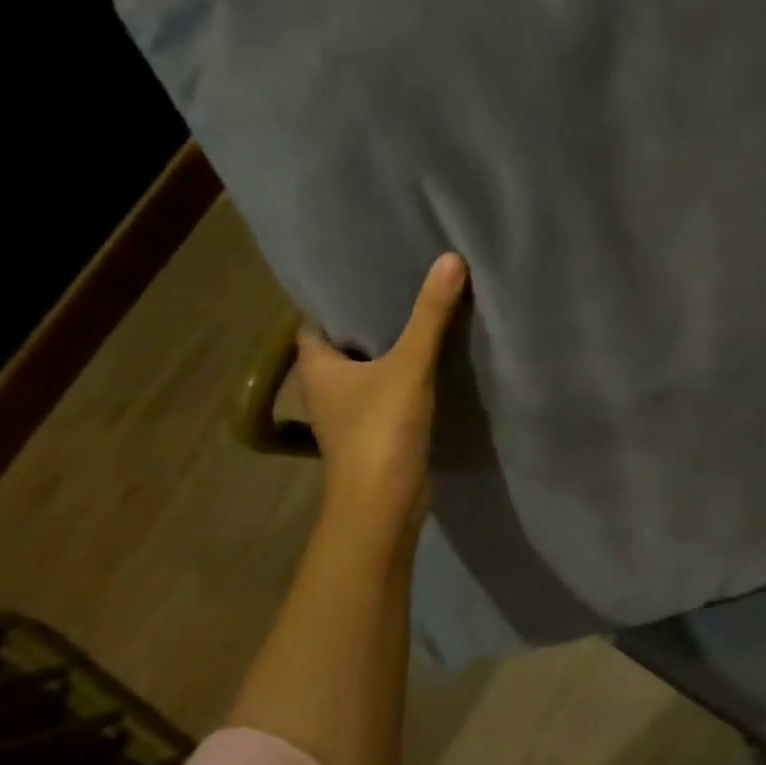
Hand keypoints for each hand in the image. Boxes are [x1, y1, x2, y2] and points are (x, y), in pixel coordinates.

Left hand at [296, 252, 467, 540]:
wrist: (383, 505)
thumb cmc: (381, 430)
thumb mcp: (409, 365)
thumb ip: (430, 315)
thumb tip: (450, 259)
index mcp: (317, 368)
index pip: (315, 322)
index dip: (336, 300)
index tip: (365, 273)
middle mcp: (326, 389)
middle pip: (343, 345)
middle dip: (369, 320)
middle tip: (403, 286)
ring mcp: (349, 414)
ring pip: (367, 370)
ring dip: (389, 350)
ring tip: (422, 319)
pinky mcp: (375, 433)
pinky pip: (386, 392)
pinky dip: (402, 377)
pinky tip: (431, 364)